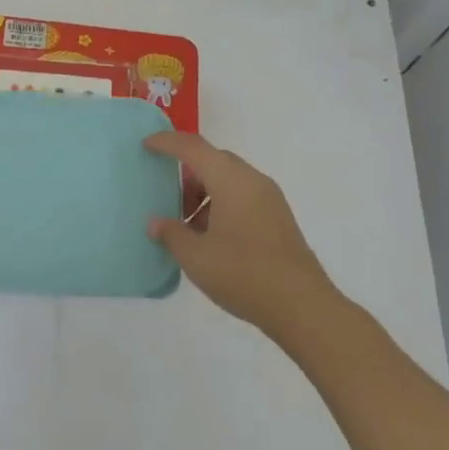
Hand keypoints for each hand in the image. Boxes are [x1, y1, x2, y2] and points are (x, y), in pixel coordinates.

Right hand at [144, 130, 340, 338]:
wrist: (303, 307)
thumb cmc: (244, 274)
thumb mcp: (196, 257)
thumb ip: (171, 234)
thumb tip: (155, 223)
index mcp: (232, 181)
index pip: (194, 148)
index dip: (167, 142)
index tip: (146, 144)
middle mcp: (253, 181)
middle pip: (214, 161)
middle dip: (187, 172)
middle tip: (167, 196)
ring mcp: (270, 199)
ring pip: (229, 179)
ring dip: (205, 191)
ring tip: (187, 224)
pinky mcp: (278, 218)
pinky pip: (242, 196)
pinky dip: (221, 204)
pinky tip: (210, 236)